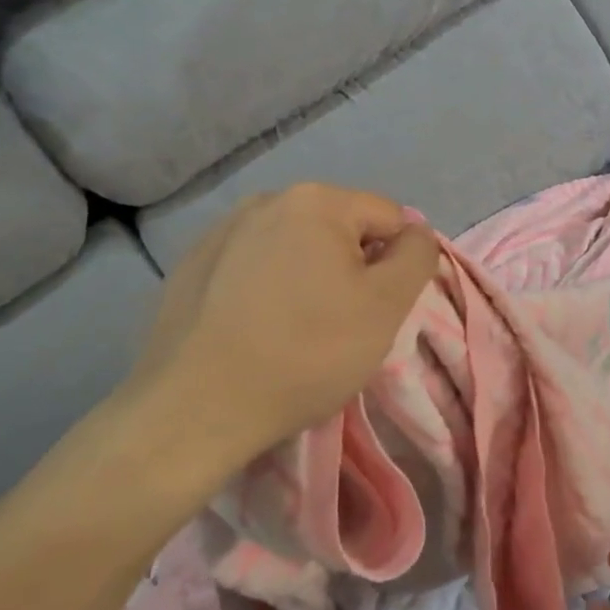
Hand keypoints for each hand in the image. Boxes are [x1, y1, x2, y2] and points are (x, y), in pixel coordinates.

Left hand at [111, 183, 439, 491]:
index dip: (396, 265)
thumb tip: (415, 232)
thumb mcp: (387, 306)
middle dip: (351, 269)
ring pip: (295, 248)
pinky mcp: (192, 265)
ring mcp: (222, 231)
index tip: (378, 311)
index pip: (388, 218)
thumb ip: (417, 256)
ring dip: (310, 277)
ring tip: (296, 330)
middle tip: (341, 324)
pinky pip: (253, 267)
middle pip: (340, 229)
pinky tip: (256, 330)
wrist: (194, 409)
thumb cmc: (306, 352)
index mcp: (317, 200)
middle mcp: (267, 200)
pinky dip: (267, 289)